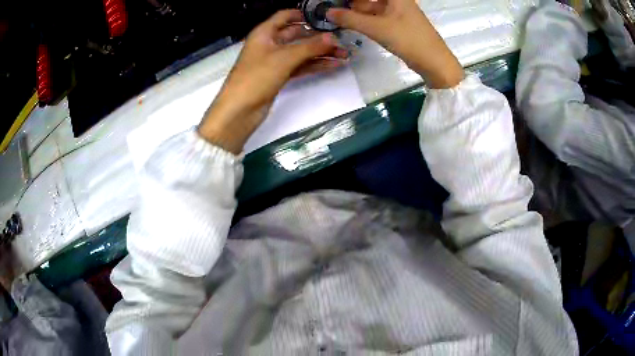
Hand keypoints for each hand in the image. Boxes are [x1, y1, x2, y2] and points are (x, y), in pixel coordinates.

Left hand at [198, 10, 347, 153]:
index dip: (302, 14)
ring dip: (320, 53)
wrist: (240, 110)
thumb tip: (333, 38)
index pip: (284, 16)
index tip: (323, 17)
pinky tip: (332, 65)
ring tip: (343, 54)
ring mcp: (275, 61)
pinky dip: (314, 65)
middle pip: (296, 34)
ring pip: (301, 52)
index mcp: (265, 33)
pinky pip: (300, 66)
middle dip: (318, 37)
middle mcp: (270, 44)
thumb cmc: (256, 78)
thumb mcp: (284, 58)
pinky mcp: (279, 76)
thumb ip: (310, 47)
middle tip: (340, 39)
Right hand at [327, 0, 463, 88]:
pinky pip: (377, 17)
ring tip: (336, 17)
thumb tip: (327, 12)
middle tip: (332, 10)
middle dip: (351, 4)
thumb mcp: (377, 28)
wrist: (435, 63)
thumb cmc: (409, 39)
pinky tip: (351, 24)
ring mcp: (397, 12)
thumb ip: (350, 19)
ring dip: (355, 12)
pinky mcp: (398, 23)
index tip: (336, 2)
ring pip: (371, 7)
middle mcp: (396, 0)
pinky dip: (364, 20)